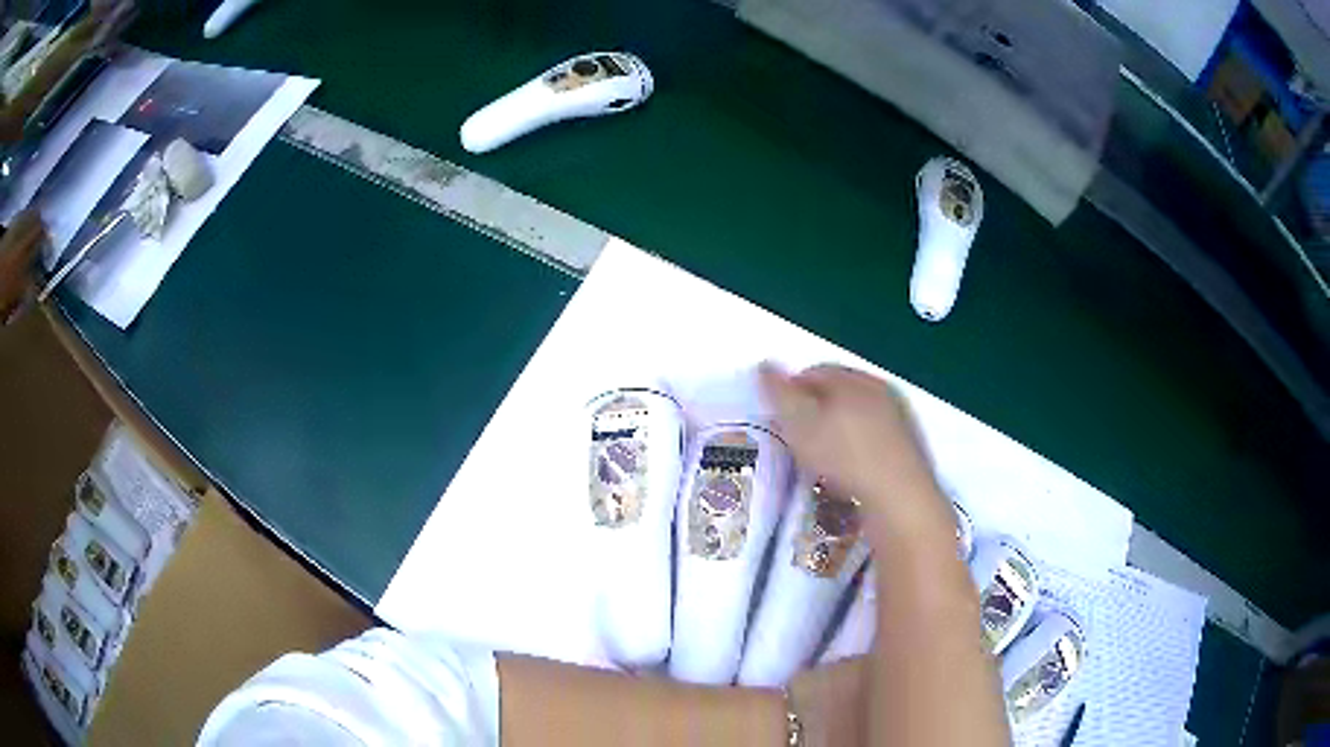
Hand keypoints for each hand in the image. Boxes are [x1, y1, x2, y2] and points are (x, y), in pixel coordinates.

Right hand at [758, 363, 953, 541]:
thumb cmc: (845, 457)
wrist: (899, 501)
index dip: (789, 391)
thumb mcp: (800, 423)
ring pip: (855, 421)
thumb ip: (779, 393)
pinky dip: (854, 455)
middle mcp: (882, 393)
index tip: (775, 418)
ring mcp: (898, 423)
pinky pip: (871, 445)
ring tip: (817, 463)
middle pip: (837, 395)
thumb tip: (764, 365)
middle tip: (793, 441)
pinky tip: (845, 478)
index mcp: (856, 379)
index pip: (814, 372)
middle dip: (813, 413)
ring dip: (835, 436)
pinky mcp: (907, 453)